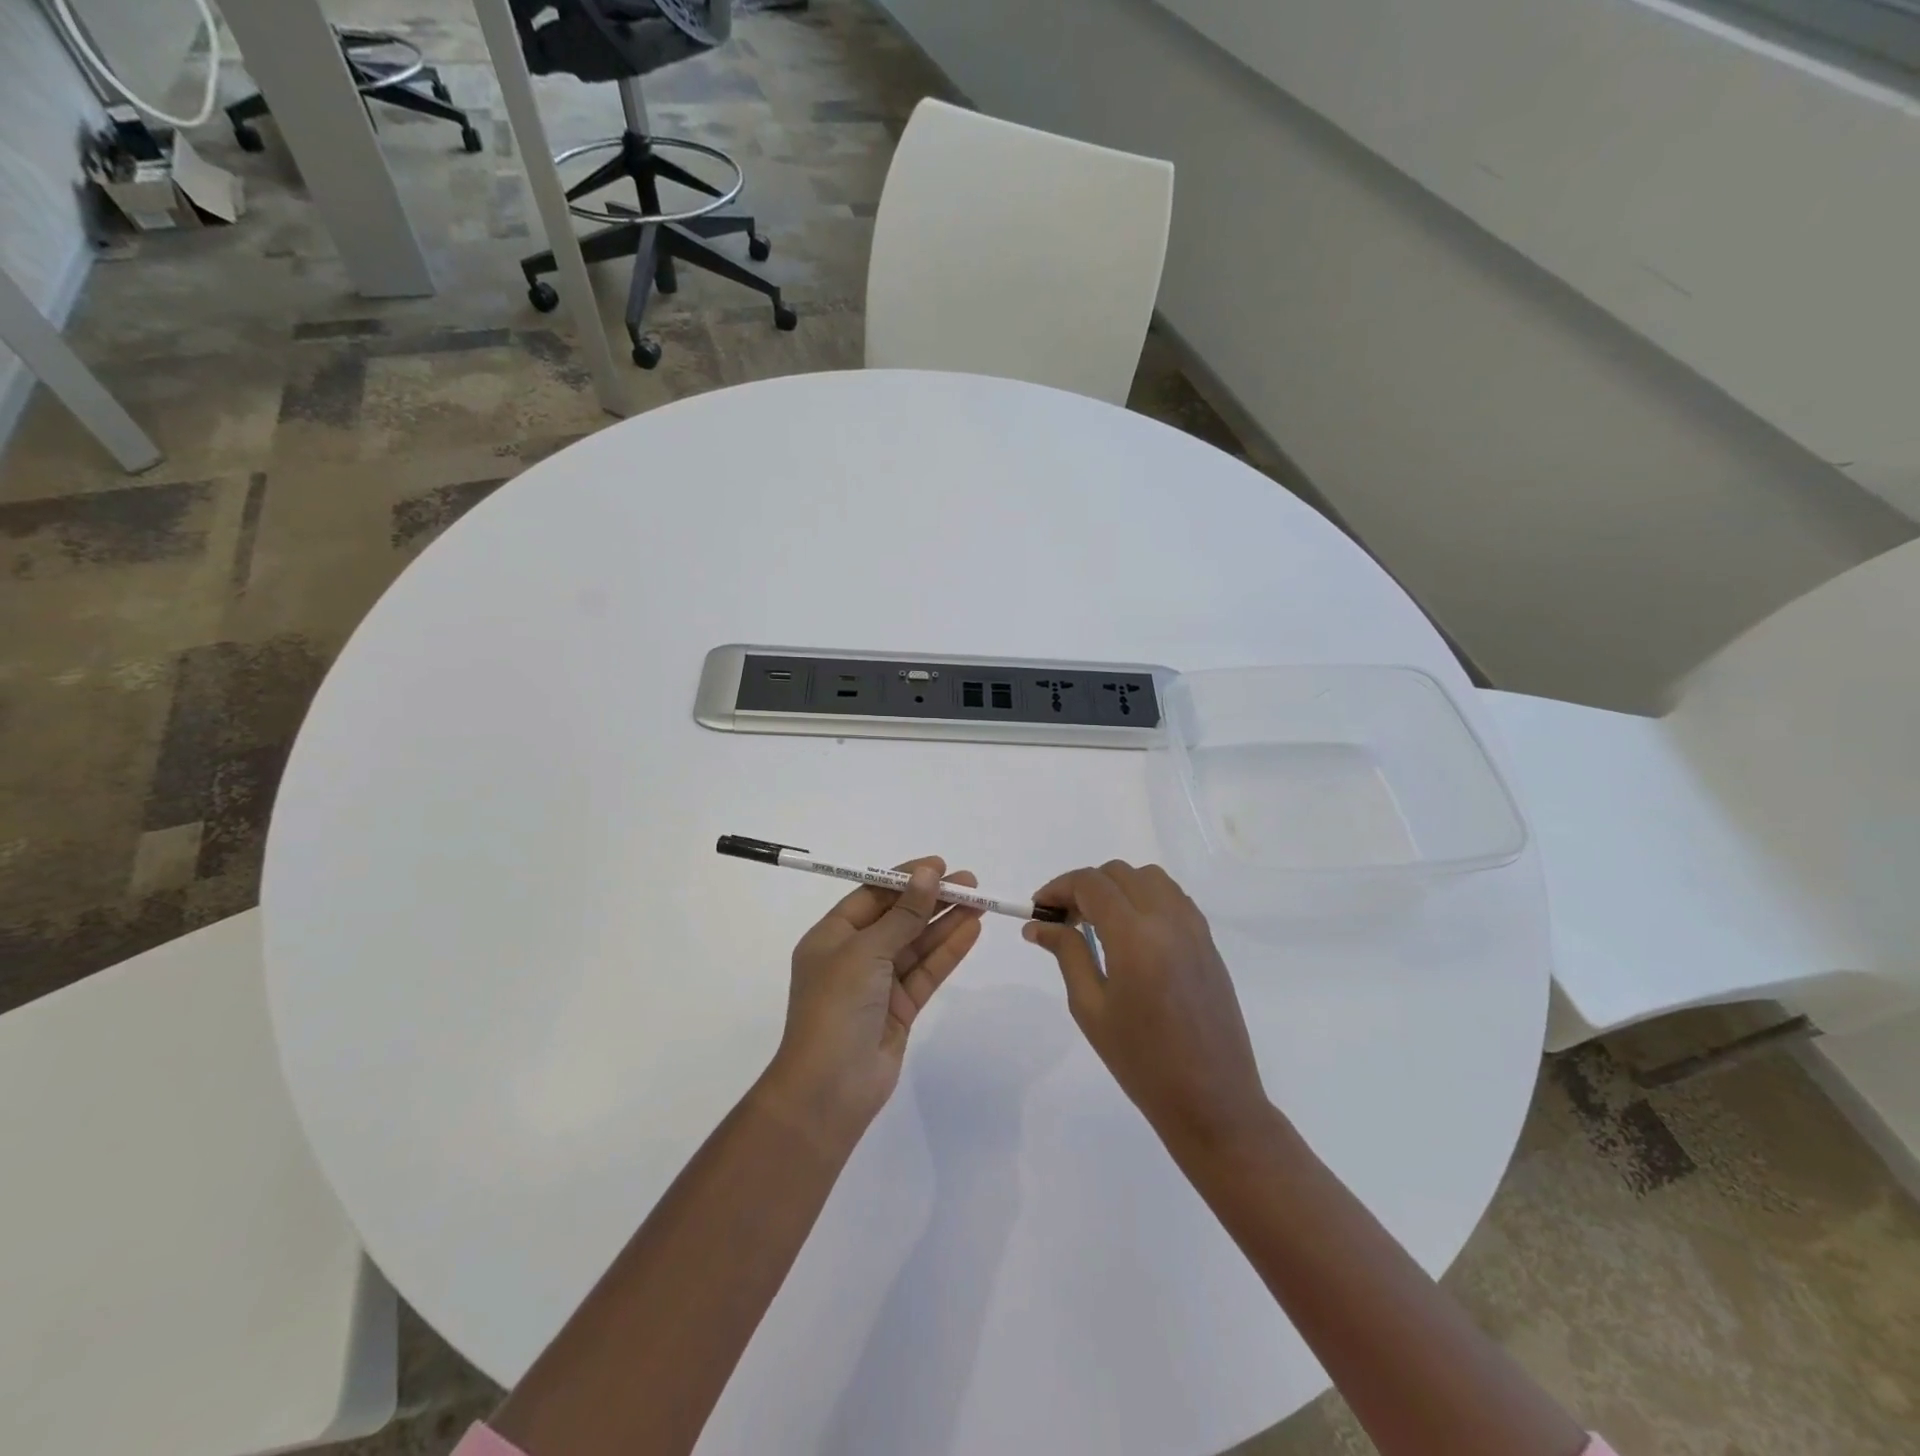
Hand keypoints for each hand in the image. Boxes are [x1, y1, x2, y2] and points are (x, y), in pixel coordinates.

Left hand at [761, 857, 984, 1149]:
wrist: (829, 1089)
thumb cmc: (836, 1007)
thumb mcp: (866, 951)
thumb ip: (903, 914)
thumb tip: (928, 874)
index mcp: (831, 937)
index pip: (872, 896)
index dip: (905, 879)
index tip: (939, 865)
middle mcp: (854, 956)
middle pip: (898, 918)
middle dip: (932, 899)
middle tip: (970, 883)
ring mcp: (878, 984)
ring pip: (917, 945)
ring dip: (945, 923)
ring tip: (980, 902)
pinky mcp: (900, 1009)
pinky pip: (926, 972)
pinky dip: (948, 952)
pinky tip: (972, 931)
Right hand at [1024, 862, 1268, 1156]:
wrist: (1212, 1100)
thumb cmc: (1142, 1061)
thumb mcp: (1091, 1008)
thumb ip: (1067, 954)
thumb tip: (1038, 925)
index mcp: (1134, 936)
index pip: (1091, 884)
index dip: (1059, 887)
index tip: (1040, 909)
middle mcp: (1167, 919)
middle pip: (1119, 874)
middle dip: (1086, 887)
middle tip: (1065, 920)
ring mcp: (1193, 928)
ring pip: (1149, 878)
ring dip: (1118, 888)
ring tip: (1100, 924)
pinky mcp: (1208, 942)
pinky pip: (1173, 898)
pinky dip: (1146, 898)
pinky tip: (1133, 933)